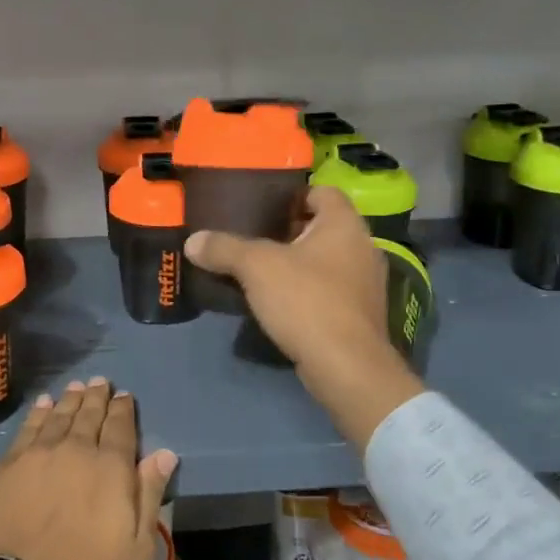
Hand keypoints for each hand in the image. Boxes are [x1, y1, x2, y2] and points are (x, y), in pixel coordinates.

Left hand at [0, 378, 178, 559]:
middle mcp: (77, 449)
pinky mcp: (10, 464)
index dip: (123, 409)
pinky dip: (39, 412)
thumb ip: (150, 494)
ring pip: (59, 416)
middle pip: (89, 415)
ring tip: (76, 387)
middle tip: (100, 382)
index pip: (120, 427)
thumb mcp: (137, 546)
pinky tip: (44, 404)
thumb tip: (165, 453)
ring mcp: (40, 454)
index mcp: (111, 467)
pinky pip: (29, 428)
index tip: (124, 396)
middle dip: (97, 397)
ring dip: (70, 399)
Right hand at [185, 186, 423, 449]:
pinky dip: (306, 291)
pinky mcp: (360, 315)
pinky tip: (278, 303)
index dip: (293, 195)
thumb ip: (224, 248)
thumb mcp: (256, 267)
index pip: (323, 192)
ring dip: (297, 264)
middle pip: (322, 227)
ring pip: (326, 261)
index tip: (262, 207)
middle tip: (252, 238)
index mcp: (345, 224)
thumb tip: (193, 241)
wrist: (346, 367)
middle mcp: (363, 247)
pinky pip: (329, 290)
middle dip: (288, 231)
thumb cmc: (307, 300)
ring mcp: (366, 284)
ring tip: (259, 271)